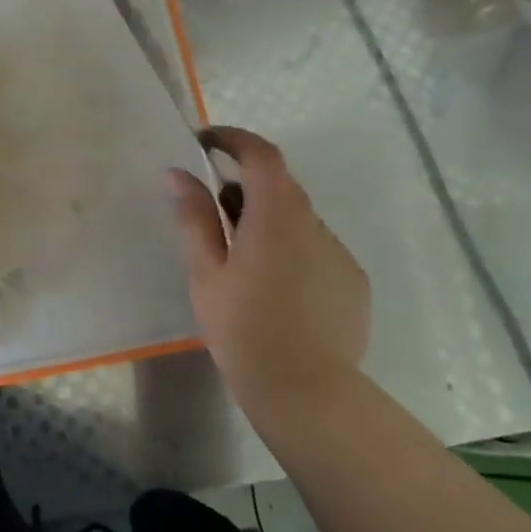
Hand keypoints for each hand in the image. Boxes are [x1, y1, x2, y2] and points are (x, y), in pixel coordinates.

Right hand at [169, 126, 369, 414]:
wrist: (307, 392)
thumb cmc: (243, 328)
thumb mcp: (206, 271)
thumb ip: (194, 217)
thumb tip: (178, 174)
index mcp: (276, 216)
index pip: (261, 155)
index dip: (233, 139)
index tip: (204, 142)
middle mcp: (315, 225)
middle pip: (279, 185)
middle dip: (242, 186)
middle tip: (209, 212)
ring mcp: (339, 253)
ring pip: (296, 219)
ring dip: (265, 220)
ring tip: (237, 261)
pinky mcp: (352, 281)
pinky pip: (315, 247)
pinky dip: (289, 248)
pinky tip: (271, 289)